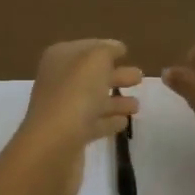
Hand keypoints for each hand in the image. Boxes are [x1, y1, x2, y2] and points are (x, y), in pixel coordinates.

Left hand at [14, 39, 142, 194]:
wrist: (53, 147)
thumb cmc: (75, 95)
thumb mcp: (94, 61)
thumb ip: (107, 51)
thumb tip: (116, 48)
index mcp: (59, 59)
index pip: (85, 48)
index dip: (105, 48)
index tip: (125, 51)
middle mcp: (58, 82)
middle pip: (91, 75)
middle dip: (115, 75)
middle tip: (140, 77)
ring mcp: (63, 110)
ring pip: (93, 100)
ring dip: (115, 100)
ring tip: (138, 105)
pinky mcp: (70, 137)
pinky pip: (93, 124)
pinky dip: (108, 121)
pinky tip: (124, 123)